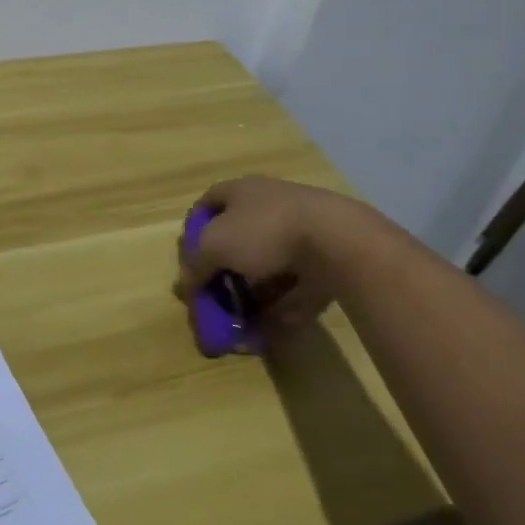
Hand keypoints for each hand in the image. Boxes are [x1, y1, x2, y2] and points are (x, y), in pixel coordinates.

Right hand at [174, 177, 384, 337]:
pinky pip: (296, 288)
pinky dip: (283, 308)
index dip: (194, 232)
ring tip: (241, 324)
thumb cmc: (265, 231)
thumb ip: (196, 267)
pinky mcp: (325, 261)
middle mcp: (269, 207)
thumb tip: (185, 286)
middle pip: (237, 240)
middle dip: (224, 273)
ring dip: (252, 296)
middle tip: (215, 298)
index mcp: (241, 192)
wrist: (338, 240)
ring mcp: (301, 233)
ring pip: (267, 267)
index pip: (207, 205)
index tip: (189, 262)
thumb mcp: (214, 247)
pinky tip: (270, 332)